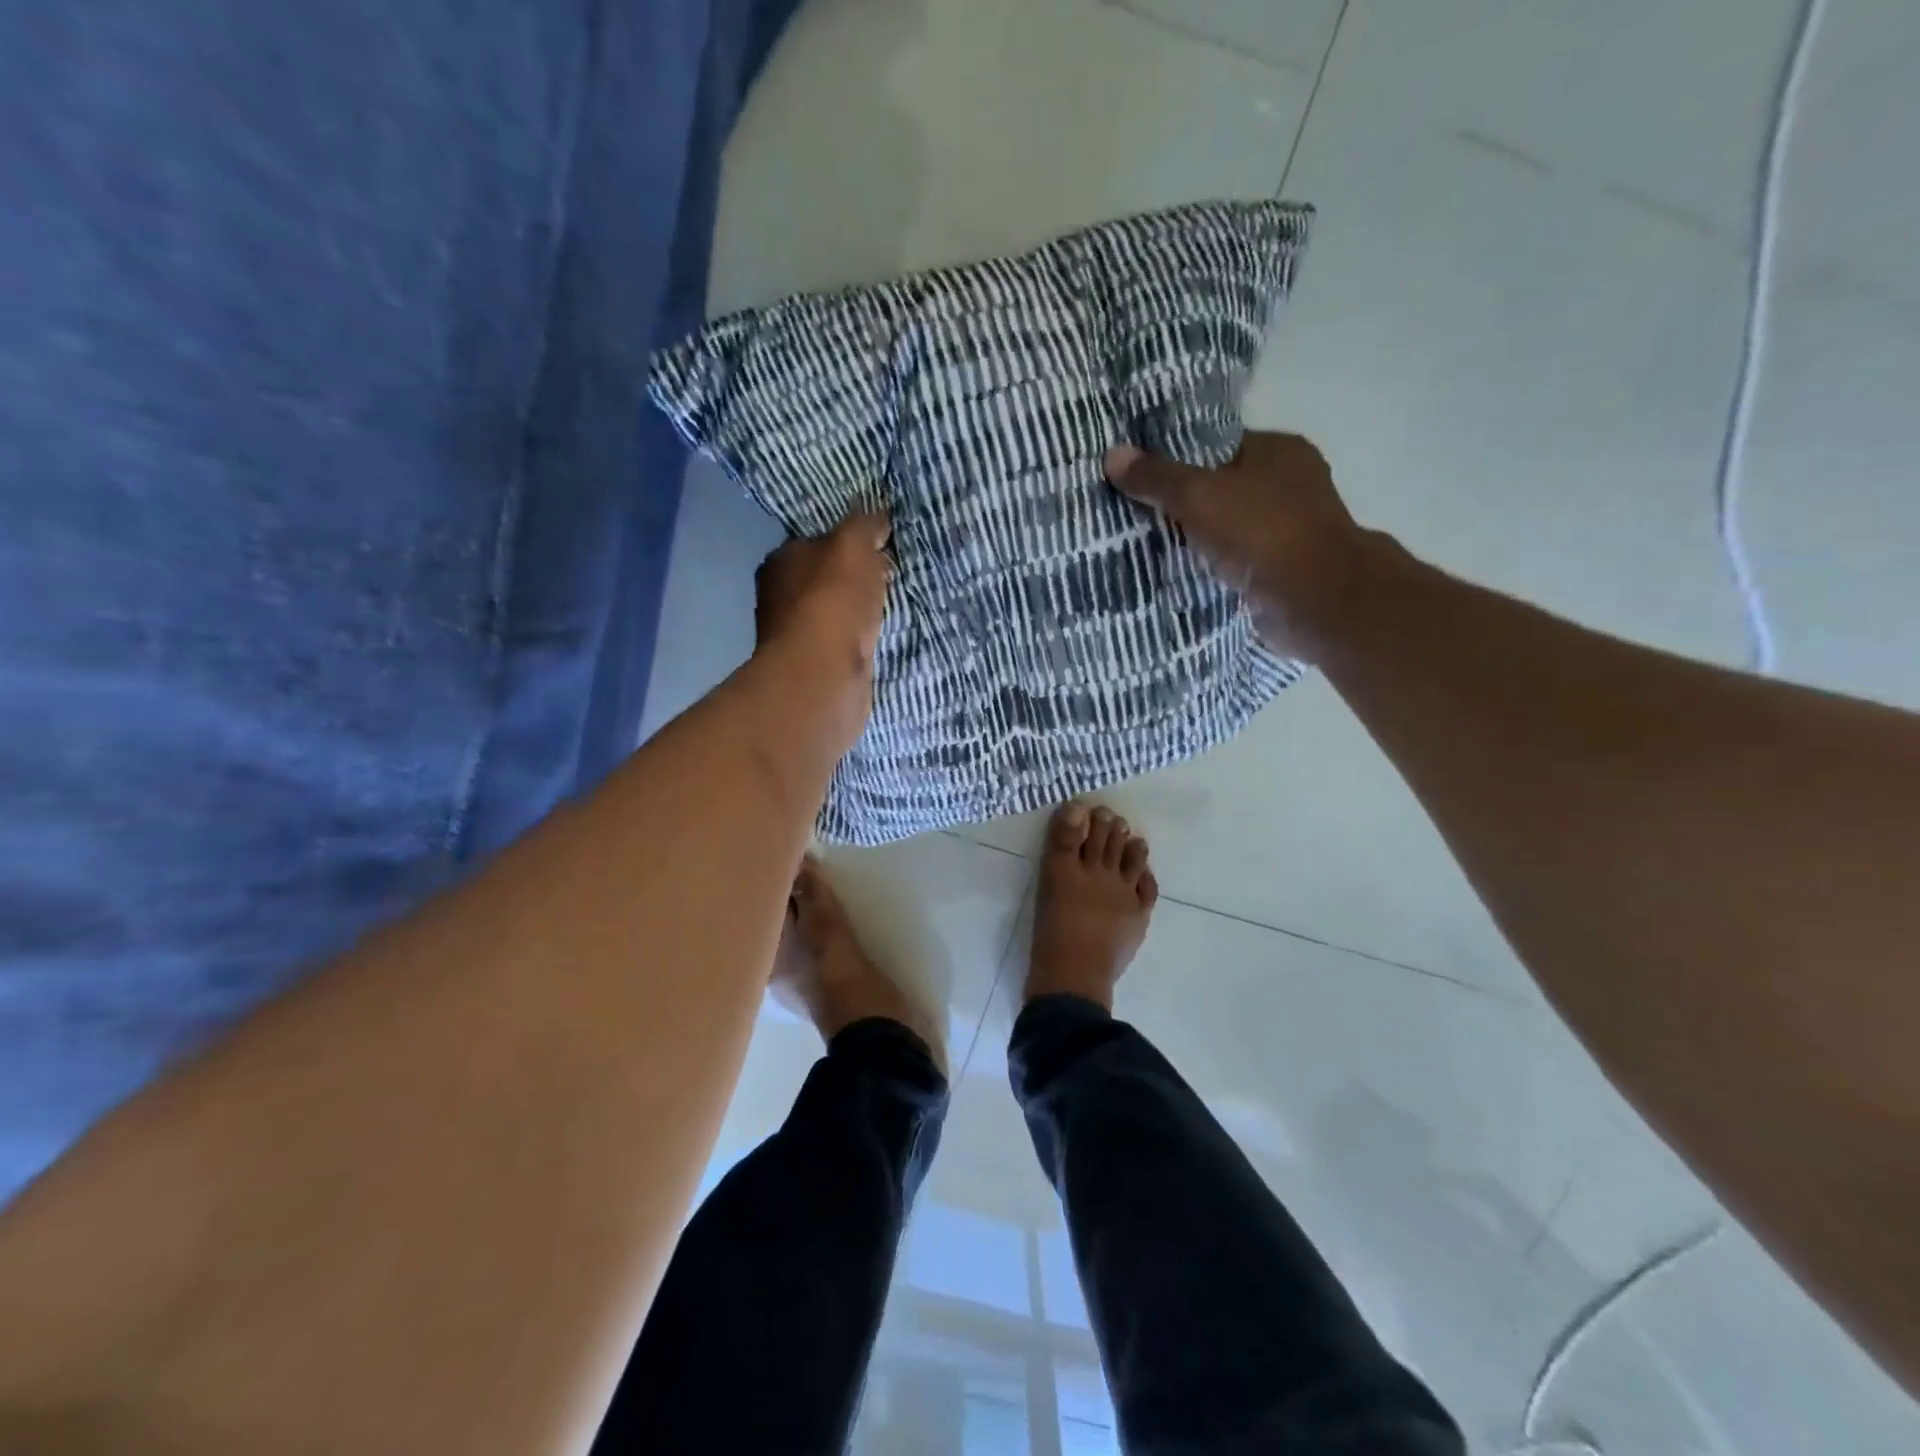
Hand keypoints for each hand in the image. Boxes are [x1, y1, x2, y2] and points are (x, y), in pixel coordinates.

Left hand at [754, 510, 891, 737]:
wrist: (824, 674)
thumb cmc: (833, 601)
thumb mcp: (853, 545)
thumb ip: (865, 525)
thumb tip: (877, 516)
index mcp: (781, 560)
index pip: (817, 541)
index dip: (849, 541)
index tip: (880, 545)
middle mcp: (781, 596)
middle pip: (825, 577)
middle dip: (855, 577)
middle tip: (890, 576)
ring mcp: (796, 634)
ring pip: (835, 611)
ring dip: (858, 610)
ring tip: (890, 606)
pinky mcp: (814, 665)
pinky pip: (843, 641)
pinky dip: (859, 638)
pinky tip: (878, 638)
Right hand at [1104, 432, 1387, 660]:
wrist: (1314, 601)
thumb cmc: (1262, 533)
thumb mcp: (1199, 496)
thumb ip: (1157, 477)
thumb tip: (1112, 454)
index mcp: (1279, 451)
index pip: (1218, 445)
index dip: (1178, 456)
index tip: (1138, 472)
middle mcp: (1290, 484)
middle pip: (1221, 486)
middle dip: (1182, 500)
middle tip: (1132, 509)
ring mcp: (1288, 529)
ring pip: (1226, 526)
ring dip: (1195, 536)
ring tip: (1144, 541)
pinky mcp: (1280, 569)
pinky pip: (1233, 559)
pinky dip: (1209, 564)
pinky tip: (1176, 570)